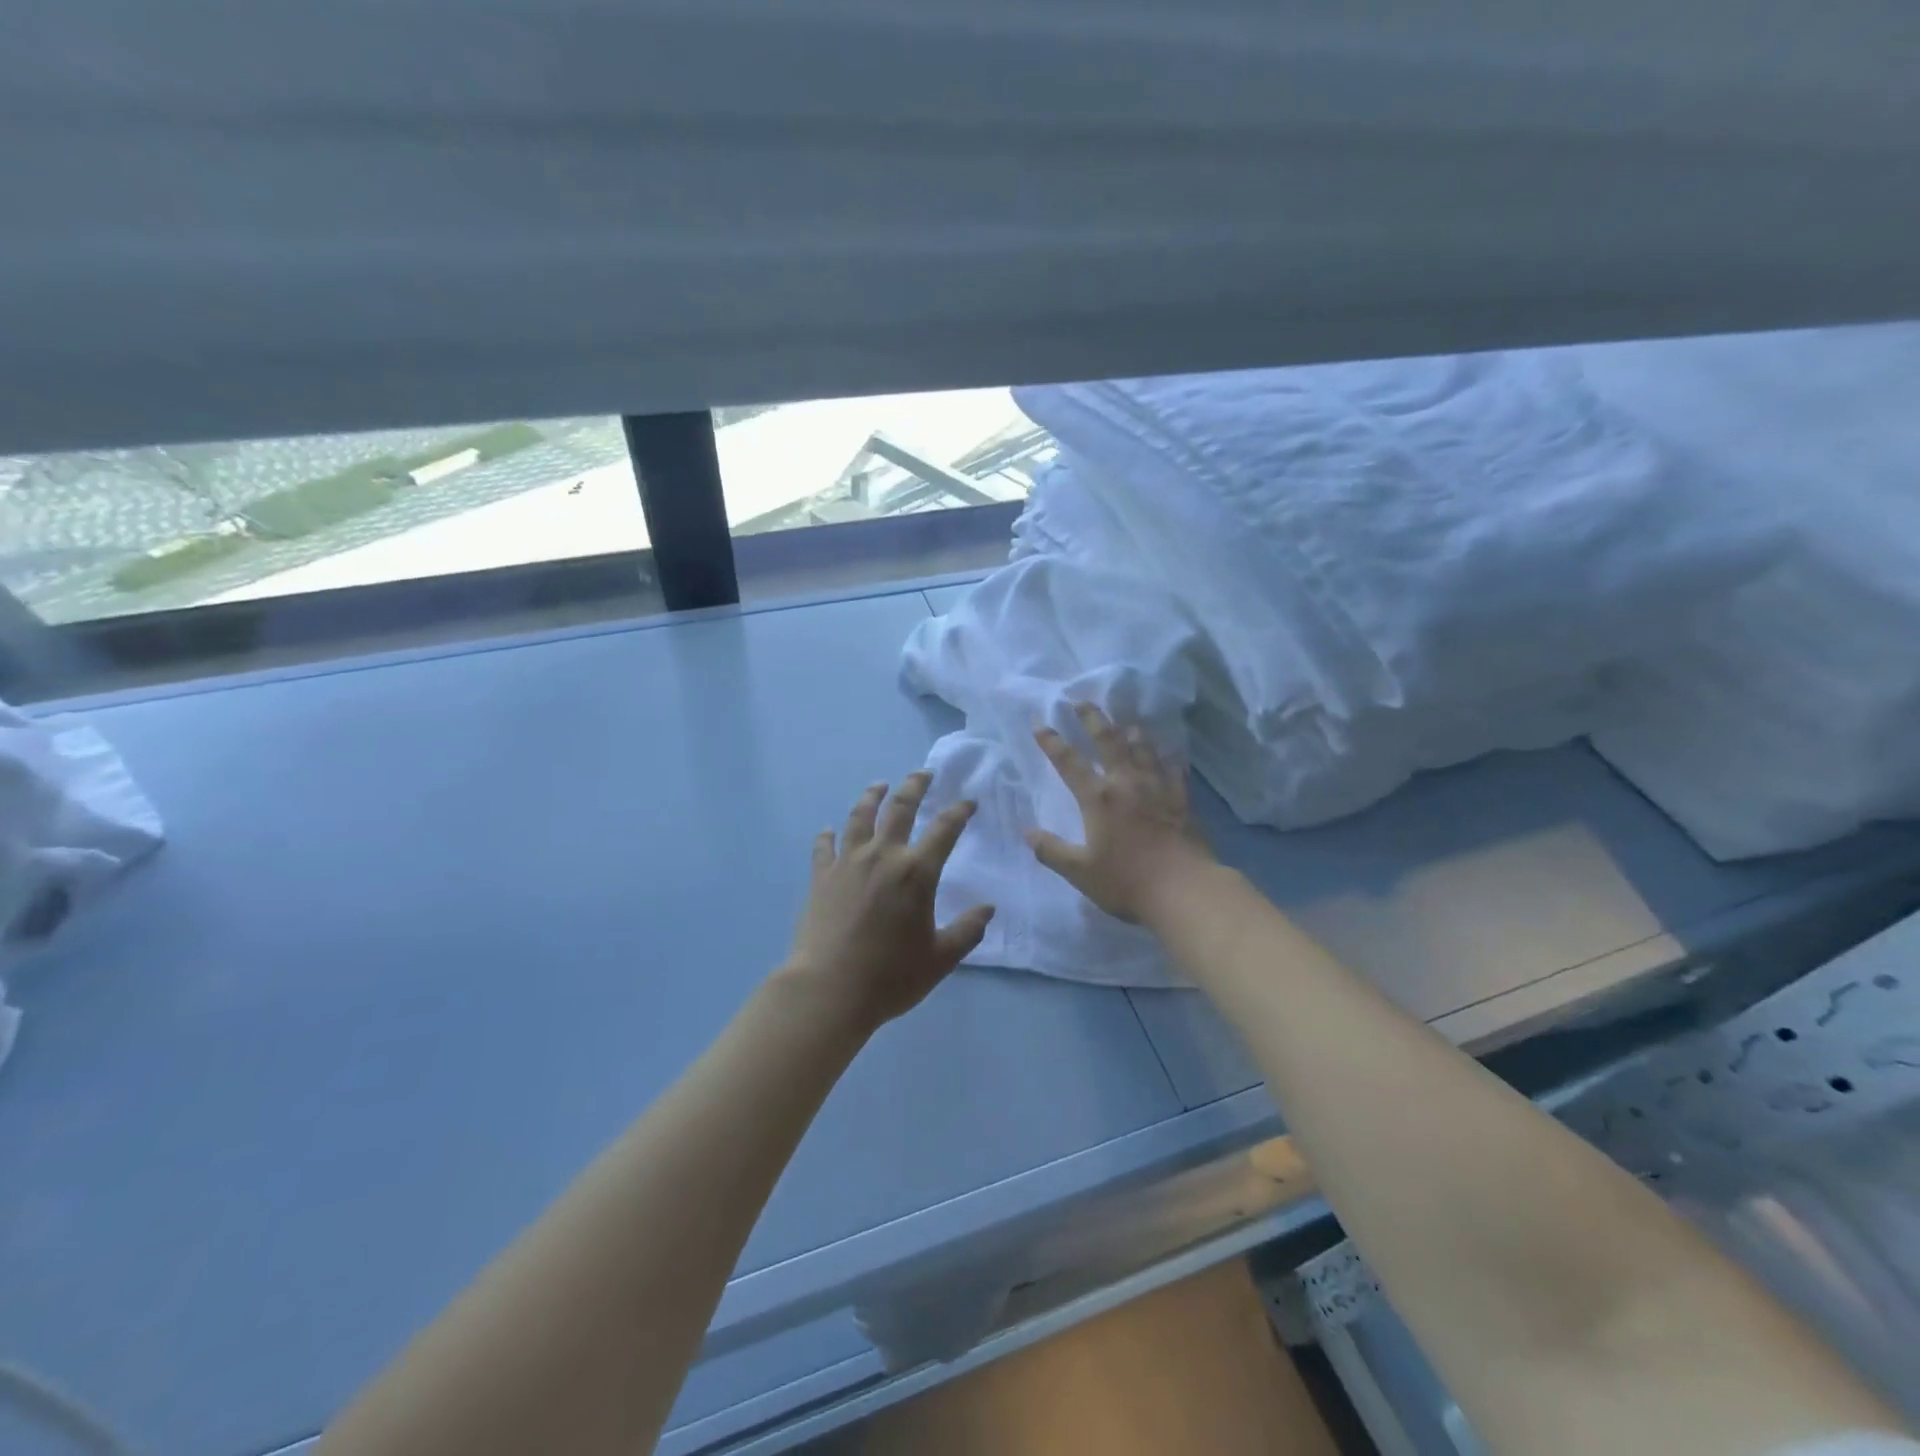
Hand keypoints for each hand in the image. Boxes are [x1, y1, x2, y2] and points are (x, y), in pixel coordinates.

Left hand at [781, 771, 994, 1032]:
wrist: (829, 989)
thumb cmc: (891, 976)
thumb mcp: (940, 959)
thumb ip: (967, 931)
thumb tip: (988, 909)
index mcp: (917, 873)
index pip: (945, 829)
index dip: (959, 811)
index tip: (968, 802)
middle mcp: (883, 856)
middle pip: (900, 809)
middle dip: (914, 786)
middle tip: (923, 773)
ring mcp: (848, 863)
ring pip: (860, 817)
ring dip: (871, 797)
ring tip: (879, 785)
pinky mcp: (821, 877)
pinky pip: (824, 847)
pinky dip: (827, 835)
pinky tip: (828, 830)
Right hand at [1027, 704, 1216, 924]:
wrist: (1185, 890)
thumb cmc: (1127, 881)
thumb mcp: (1080, 872)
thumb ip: (1051, 851)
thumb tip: (1027, 833)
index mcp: (1098, 798)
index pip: (1068, 762)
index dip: (1051, 741)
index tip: (1039, 722)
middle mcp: (1126, 783)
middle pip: (1108, 740)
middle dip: (1092, 718)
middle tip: (1082, 701)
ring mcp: (1158, 787)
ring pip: (1143, 748)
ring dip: (1131, 731)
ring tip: (1126, 720)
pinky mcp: (1182, 799)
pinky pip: (1174, 769)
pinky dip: (1168, 757)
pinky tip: (1170, 753)